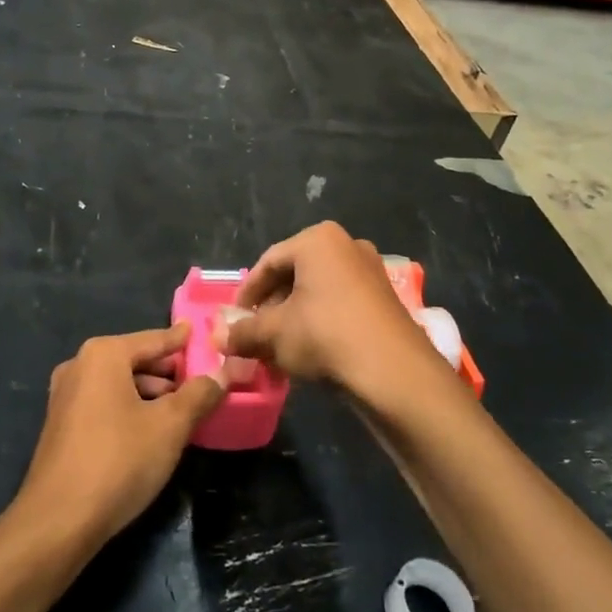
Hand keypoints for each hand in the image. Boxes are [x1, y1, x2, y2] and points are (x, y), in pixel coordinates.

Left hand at [18, 326, 223, 546]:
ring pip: (119, 384)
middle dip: (168, 371)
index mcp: (103, 355)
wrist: (59, 520)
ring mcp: (65, 396)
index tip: (202, 333)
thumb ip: (199, 394)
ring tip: (183, 409)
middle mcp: (79, 366)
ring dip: (151, 393)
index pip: (154, 339)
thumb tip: (223, 373)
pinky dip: (130, 408)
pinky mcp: (61, 425)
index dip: (182, 340)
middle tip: (202, 380)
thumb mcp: (170, 426)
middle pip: (135, 360)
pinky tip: (151, 429)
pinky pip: (104, 404)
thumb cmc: (119, 460)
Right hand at [225, 222, 445, 401]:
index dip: (246, 294)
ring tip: (280, 349)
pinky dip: (320, 322)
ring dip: (294, 317)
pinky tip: (310, 351)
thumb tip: (218, 338)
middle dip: (271, 307)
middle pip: (294, 275)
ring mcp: (371, 271)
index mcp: (318, 240)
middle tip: (255, 335)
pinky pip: (341, 304)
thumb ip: (242, 332)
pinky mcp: (386, 298)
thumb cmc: (325, 336)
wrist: (393, 372)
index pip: (268, 262)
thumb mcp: (274, 334)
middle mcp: (347, 245)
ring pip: (318, 292)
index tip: (233, 320)